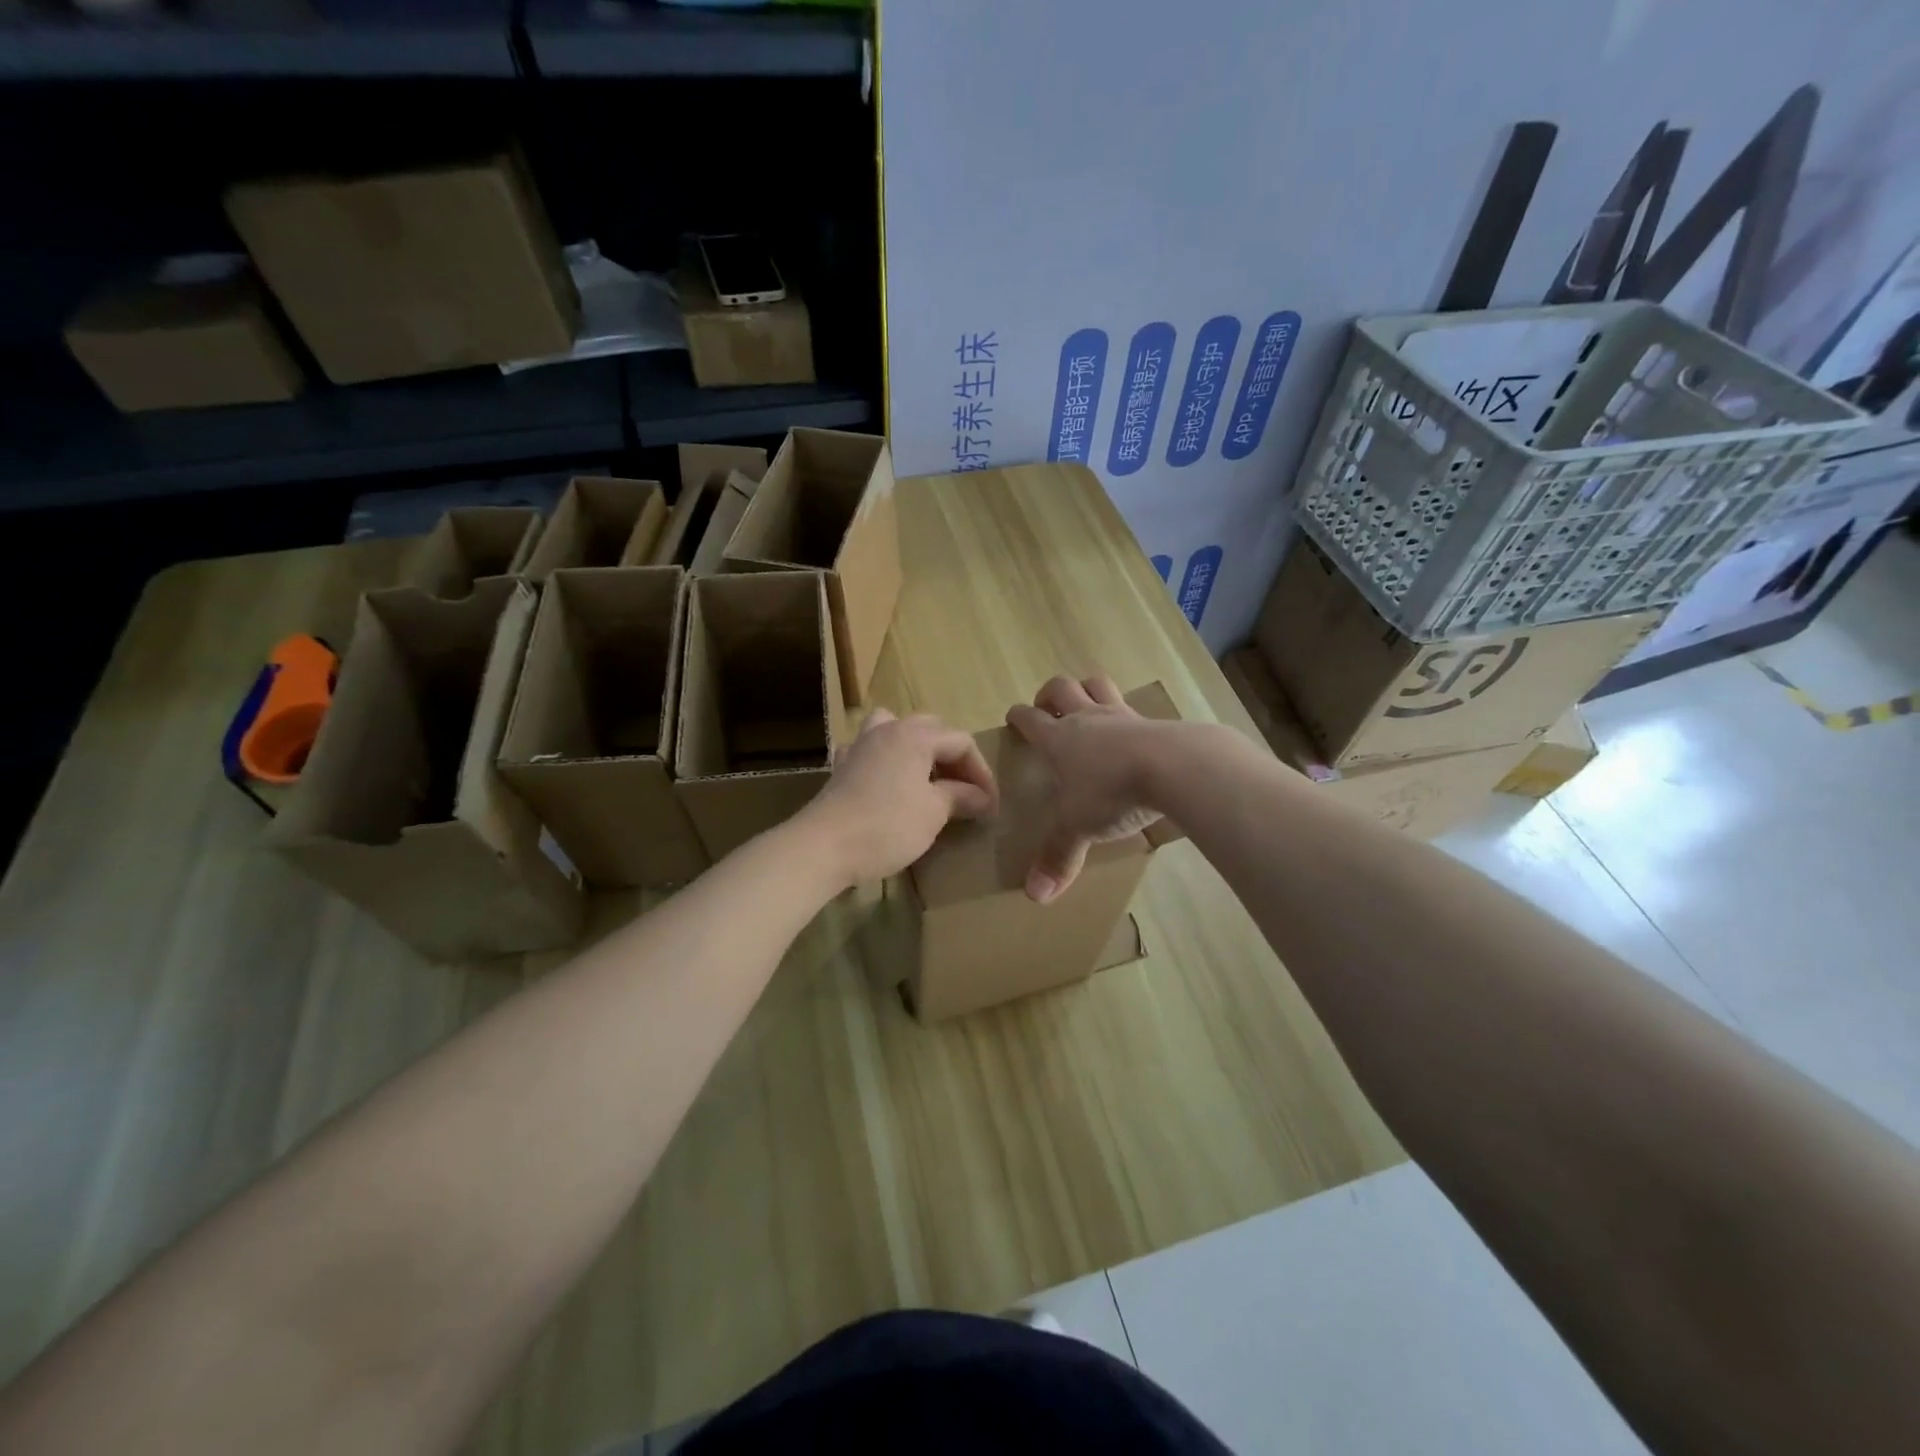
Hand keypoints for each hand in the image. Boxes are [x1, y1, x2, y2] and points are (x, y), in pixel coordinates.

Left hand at [803, 708, 997, 887]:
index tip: (990, 804)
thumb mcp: (933, 813)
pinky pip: (867, 748)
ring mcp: (860, 745)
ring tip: (926, 771)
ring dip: (915, 745)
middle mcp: (888, 730)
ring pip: (894, 727)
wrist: (824, 847)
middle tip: (966, 789)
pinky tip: (886, 776)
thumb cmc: (888, 826)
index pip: (961, 742)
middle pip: (931, 729)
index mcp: (915, 736)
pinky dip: (882, 757)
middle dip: (953, 756)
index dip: (981, 771)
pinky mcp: (842, 766)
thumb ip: (960, 797)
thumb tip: (982, 797)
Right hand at [1006, 674, 1168, 903]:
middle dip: (1049, 694)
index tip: (1013, 718)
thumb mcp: (1079, 827)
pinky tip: (1133, 731)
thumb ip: (1058, 857)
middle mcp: (1087, 718)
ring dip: (1086, 689)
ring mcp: (1122, 715)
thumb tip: (1035, 896)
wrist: (1174, 767)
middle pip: (1061, 688)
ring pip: (1097, 684)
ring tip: (1085, 703)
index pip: (1029, 718)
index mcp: (1059, 738)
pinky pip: (1135, 707)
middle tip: (1047, 708)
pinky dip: (1127, 714)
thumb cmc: (1112, 792)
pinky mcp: (1155, 721)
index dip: (1018, 716)